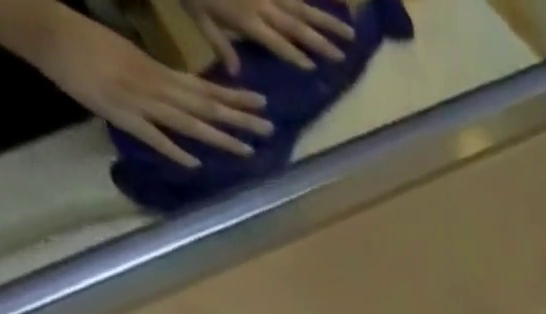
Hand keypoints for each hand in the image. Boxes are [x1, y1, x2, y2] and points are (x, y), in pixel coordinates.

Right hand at [36, 13, 270, 167]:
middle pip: (205, 105)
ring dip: (218, 137)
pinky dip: (173, 150)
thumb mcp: (129, 54)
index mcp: (157, 70)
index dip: (234, 98)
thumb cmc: (83, 39)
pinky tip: (195, 164)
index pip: (204, 88)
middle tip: (270, 128)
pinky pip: (151, 135)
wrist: (41, 28)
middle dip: (238, 118)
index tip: (262, 103)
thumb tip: (185, 95)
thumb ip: (158, 77)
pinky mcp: (120, 113)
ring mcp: (139, 101)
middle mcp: (155, 85)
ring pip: (187, 122)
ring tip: (248, 150)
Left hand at [188, 0, 354, 70]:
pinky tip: (324, 4)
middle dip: (322, 42)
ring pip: (301, 7)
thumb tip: (236, 74)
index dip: (296, 56)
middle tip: (344, 55)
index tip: (313, 68)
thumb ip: (219, 43)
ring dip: (327, 21)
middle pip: (298, 27)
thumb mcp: (196, 14)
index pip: (279, 44)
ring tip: (349, 32)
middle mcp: (262, 4)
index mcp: (247, 20)